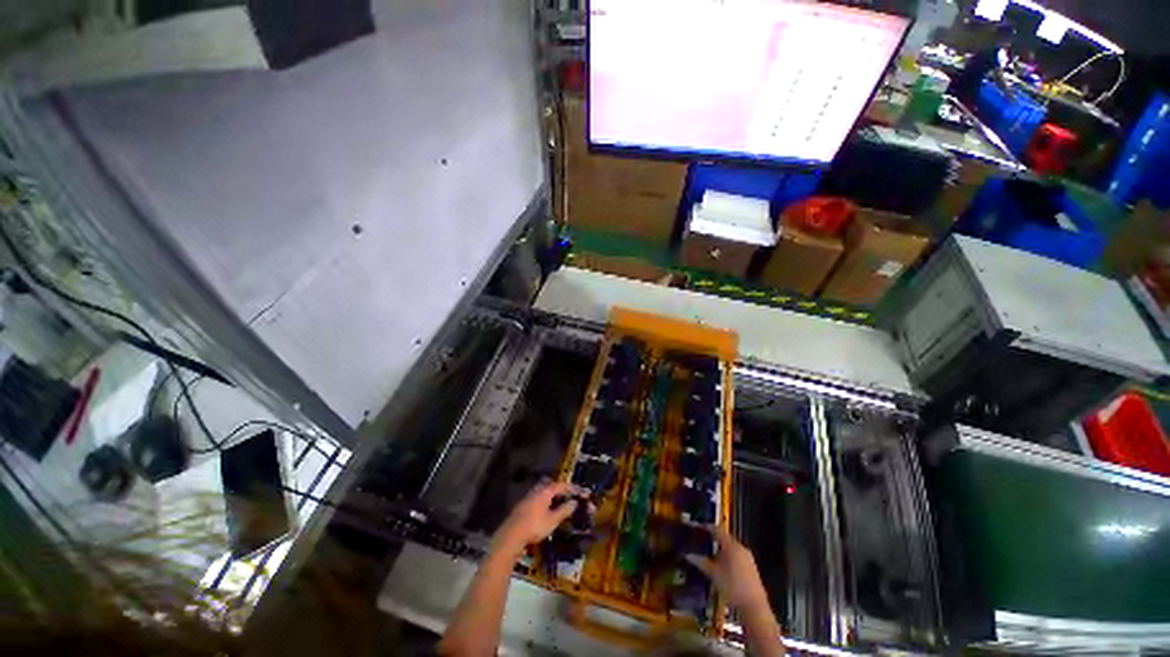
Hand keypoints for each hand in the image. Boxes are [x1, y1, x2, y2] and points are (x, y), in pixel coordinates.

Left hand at [493, 481, 582, 557]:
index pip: (560, 485)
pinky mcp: (522, 506)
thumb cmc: (535, 526)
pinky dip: (544, 500)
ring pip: (541, 491)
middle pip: (548, 485)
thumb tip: (574, 502)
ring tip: (559, 502)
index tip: (581, 491)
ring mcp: (526, 498)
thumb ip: (564, 510)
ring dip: (551, 494)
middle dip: (559, 487)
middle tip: (568, 494)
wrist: (512, 534)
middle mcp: (534, 492)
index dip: (571, 487)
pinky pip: (536, 498)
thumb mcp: (553, 520)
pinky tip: (547, 509)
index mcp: (543, 493)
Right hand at [686, 526, 769, 612]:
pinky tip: (716, 565)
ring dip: (717, 550)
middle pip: (725, 540)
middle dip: (712, 540)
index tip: (696, 526)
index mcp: (733, 547)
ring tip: (703, 553)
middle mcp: (741, 548)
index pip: (719, 532)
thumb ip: (701, 562)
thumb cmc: (731, 585)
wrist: (751, 600)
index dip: (707, 528)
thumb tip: (688, 554)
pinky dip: (724, 557)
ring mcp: (746, 557)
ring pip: (729, 549)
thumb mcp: (713, 574)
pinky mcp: (748, 565)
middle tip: (697, 542)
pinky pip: (734, 556)